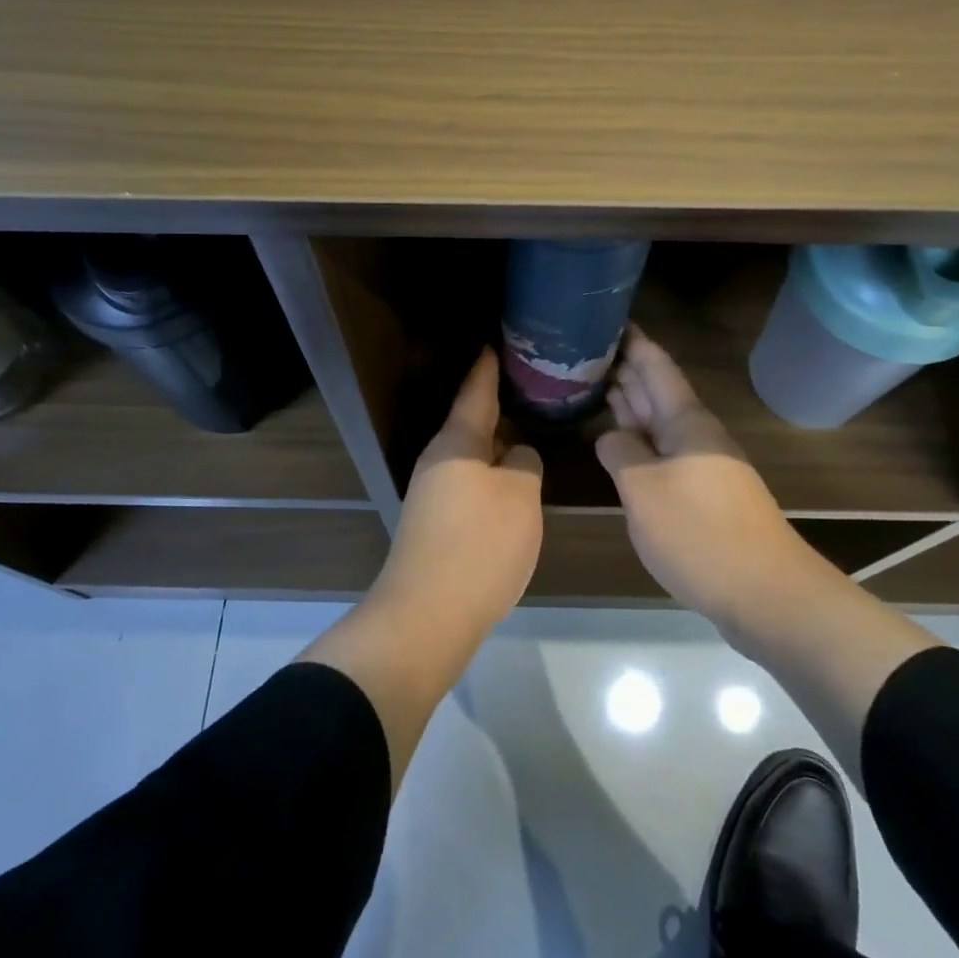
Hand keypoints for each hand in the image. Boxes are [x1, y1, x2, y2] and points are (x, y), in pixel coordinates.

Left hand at [372, 348, 544, 641]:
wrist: (428, 616)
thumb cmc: (479, 544)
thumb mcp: (519, 496)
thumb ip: (524, 465)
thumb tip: (516, 457)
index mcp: (457, 441)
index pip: (476, 390)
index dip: (488, 366)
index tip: (495, 341)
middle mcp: (439, 460)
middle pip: (472, 424)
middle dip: (499, 407)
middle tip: (531, 390)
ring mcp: (433, 494)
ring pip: (472, 457)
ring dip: (497, 447)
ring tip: (529, 434)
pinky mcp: (436, 525)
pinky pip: (470, 486)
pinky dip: (492, 478)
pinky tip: (512, 487)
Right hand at [595, 327, 804, 631]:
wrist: (766, 594)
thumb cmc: (699, 533)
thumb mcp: (643, 490)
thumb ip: (621, 453)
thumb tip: (610, 436)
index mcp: (686, 421)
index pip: (656, 366)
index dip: (634, 341)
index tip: (608, 318)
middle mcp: (696, 434)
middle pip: (657, 391)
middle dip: (626, 370)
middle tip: (587, 351)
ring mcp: (702, 464)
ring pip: (660, 422)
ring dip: (631, 404)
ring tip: (596, 385)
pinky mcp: (704, 494)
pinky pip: (664, 451)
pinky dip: (640, 440)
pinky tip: (621, 444)